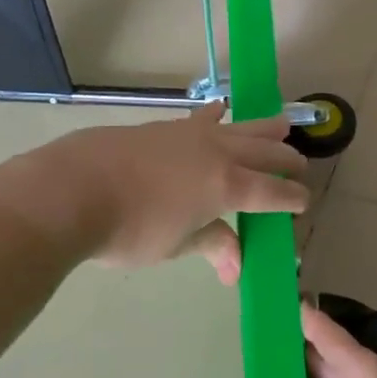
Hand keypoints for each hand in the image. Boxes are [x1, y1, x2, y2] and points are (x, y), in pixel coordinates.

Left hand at [0, 105, 308, 281]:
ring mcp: (191, 135)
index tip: (303, 204)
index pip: (273, 192)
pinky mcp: (164, 127)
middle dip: (286, 160)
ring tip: (282, 123)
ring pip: (240, 127)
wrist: (73, 189)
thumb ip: (210, 245)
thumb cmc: (128, 229)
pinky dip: (219, 116)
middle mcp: (218, 154)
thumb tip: (235, 268)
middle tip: (300, 166)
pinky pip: (203, 118)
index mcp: (228, 186)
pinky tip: (221, 108)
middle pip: (264, 152)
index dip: (292, 199)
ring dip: (264, 128)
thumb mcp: (174, 245)